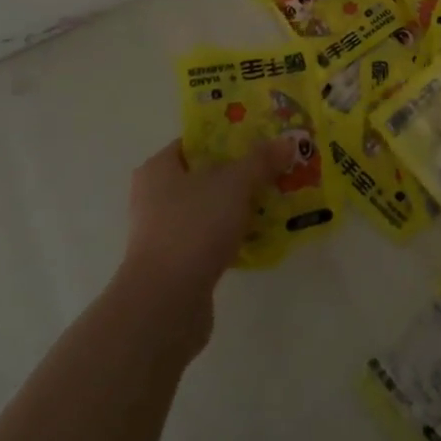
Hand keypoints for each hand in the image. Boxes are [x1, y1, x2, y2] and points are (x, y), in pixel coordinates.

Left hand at [120, 139, 278, 311]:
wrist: (165, 302)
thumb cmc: (194, 226)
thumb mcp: (235, 183)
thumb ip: (261, 160)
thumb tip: (286, 141)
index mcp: (158, 168)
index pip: (194, 143)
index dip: (228, 138)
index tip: (261, 140)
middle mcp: (154, 197)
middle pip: (204, 176)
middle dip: (239, 174)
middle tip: (274, 171)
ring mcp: (163, 233)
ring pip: (209, 209)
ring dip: (238, 207)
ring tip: (274, 203)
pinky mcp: (175, 265)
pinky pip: (209, 239)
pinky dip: (231, 236)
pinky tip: (260, 238)